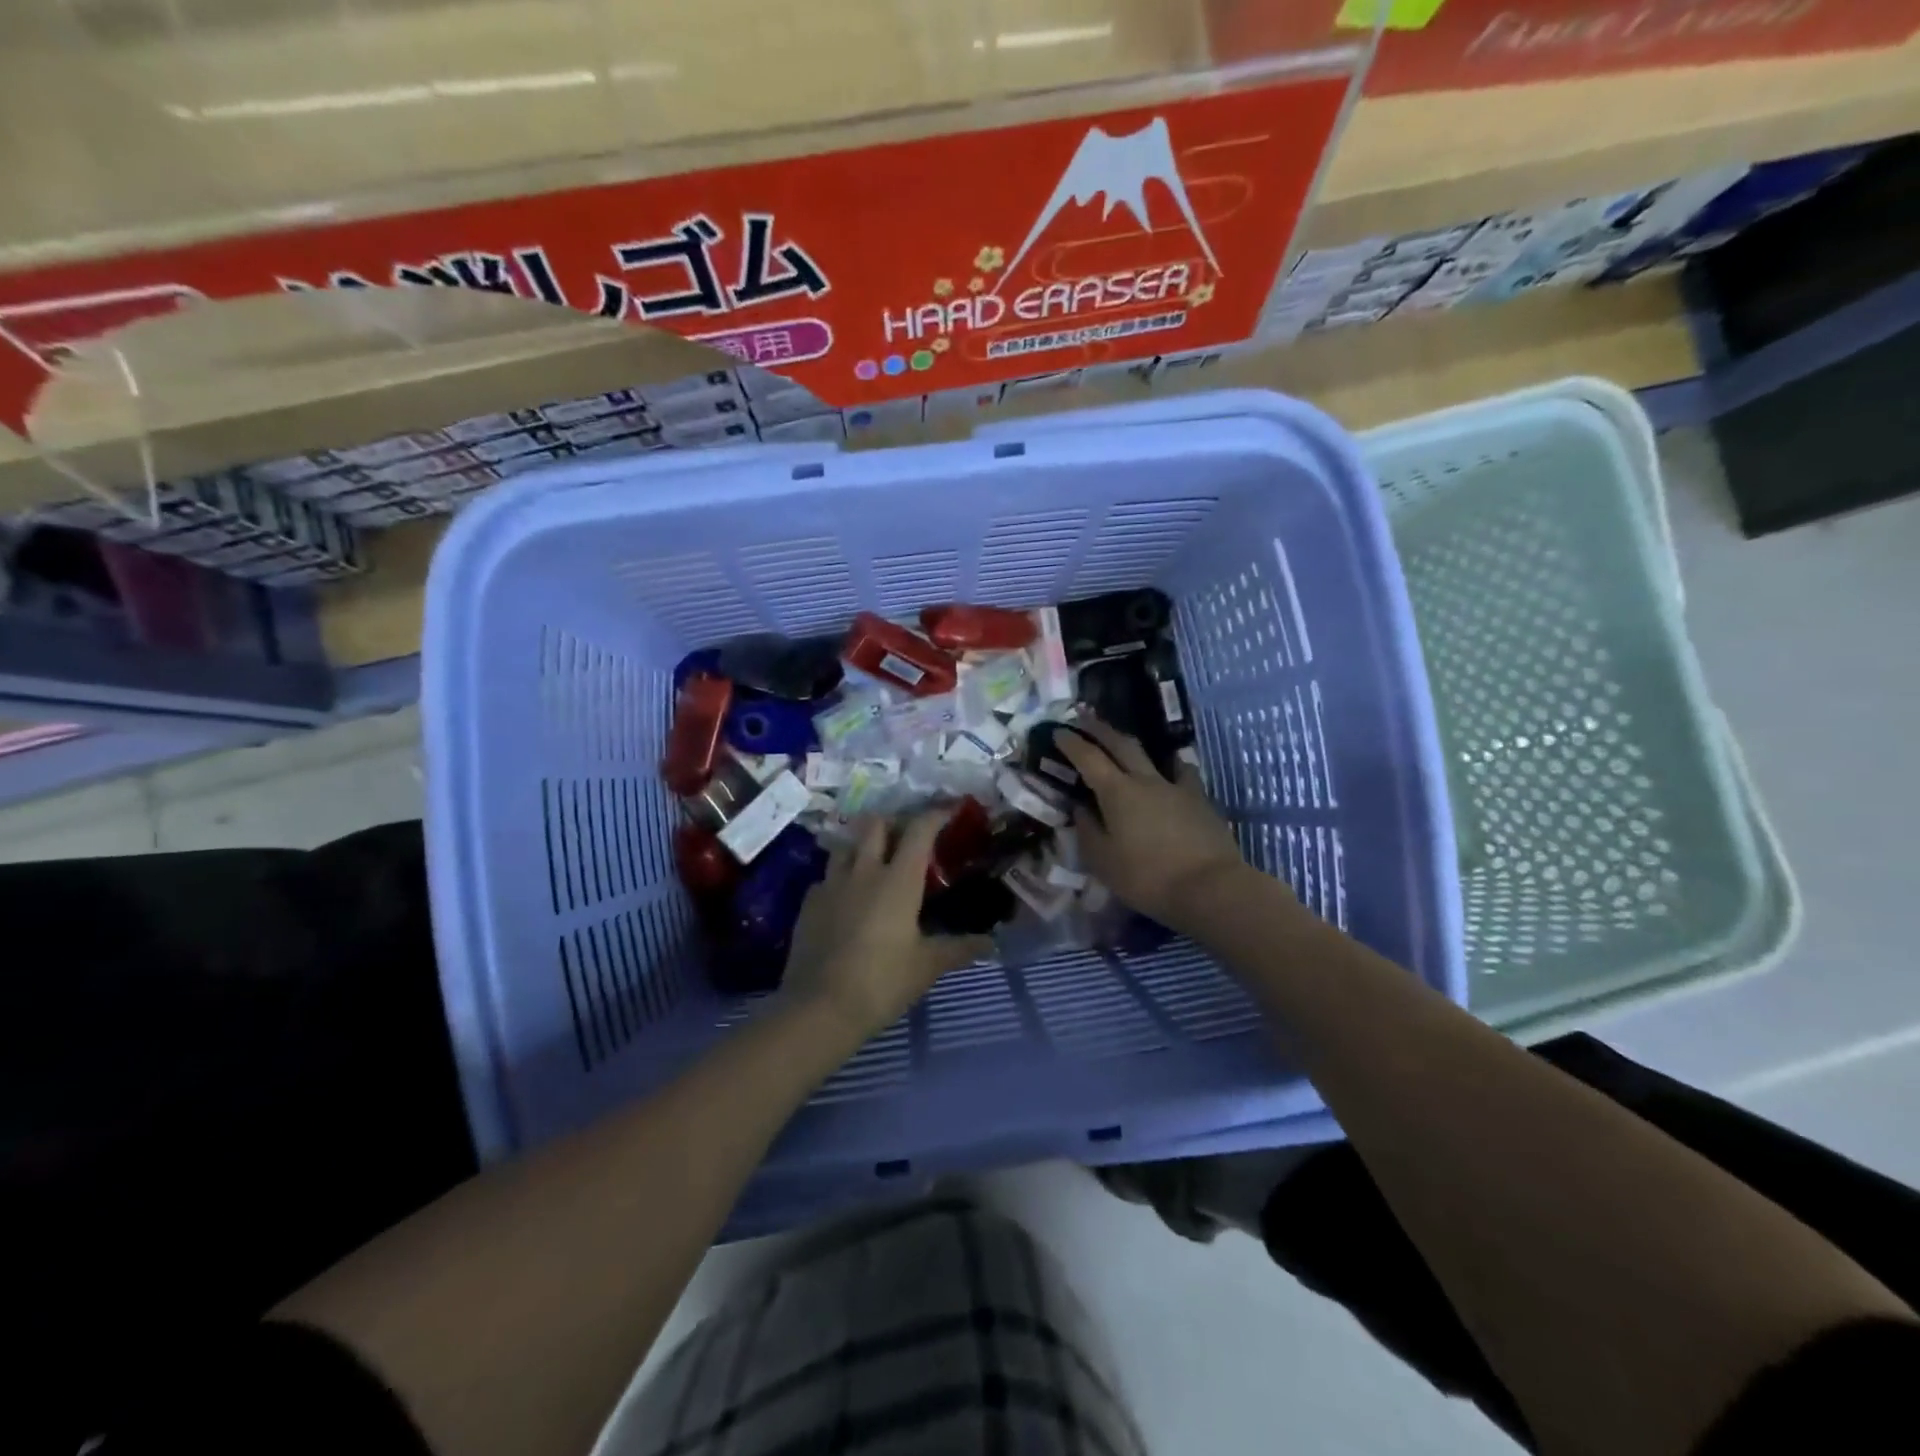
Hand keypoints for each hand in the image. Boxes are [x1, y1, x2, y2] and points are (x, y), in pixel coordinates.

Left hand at [781, 812, 993, 1039]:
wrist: (819, 1007)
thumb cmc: (882, 982)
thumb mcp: (927, 967)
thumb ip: (959, 949)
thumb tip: (990, 943)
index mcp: (898, 880)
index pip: (919, 830)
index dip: (936, 814)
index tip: (950, 809)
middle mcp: (863, 871)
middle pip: (875, 825)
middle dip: (893, 823)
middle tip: (906, 839)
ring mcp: (831, 884)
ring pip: (846, 846)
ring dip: (862, 847)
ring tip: (874, 865)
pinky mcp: (808, 903)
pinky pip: (827, 877)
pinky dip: (841, 879)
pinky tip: (847, 899)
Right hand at [1056, 716, 1254, 929]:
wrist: (1210, 887)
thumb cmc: (1147, 877)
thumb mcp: (1103, 861)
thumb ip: (1087, 830)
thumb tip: (1080, 808)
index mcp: (1117, 792)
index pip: (1088, 757)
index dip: (1071, 742)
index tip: (1058, 730)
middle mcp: (1145, 780)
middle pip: (1121, 744)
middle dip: (1099, 730)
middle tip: (1084, 720)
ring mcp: (1176, 787)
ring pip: (1154, 755)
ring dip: (1134, 745)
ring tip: (1127, 744)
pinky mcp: (1200, 800)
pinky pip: (1183, 773)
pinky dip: (1172, 766)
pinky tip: (1172, 771)